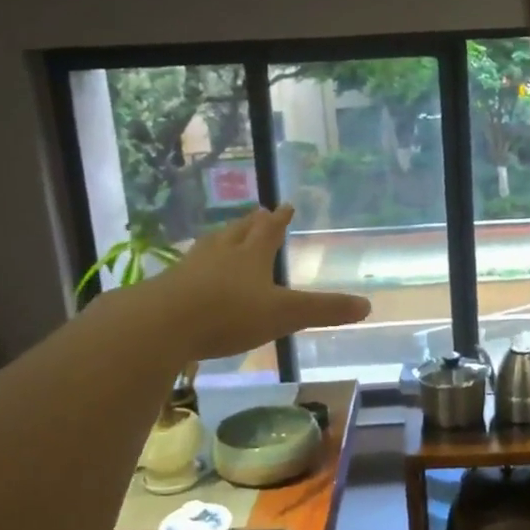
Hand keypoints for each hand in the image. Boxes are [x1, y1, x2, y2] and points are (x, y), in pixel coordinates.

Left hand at [123, 205, 370, 362]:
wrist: (161, 324)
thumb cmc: (229, 314)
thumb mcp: (284, 314)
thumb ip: (324, 310)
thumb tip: (367, 306)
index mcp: (251, 256)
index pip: (269, 231)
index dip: (280, 219)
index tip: (285, 205)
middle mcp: (220, 255)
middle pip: (237, 233)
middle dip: (249, 224)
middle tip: (257, 213)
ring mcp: (190, 269)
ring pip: (210, 247)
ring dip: (221, 240)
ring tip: (225, 236)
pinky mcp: (167, 288)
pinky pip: (187, 271)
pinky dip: (196, 268)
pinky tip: (192, 275)